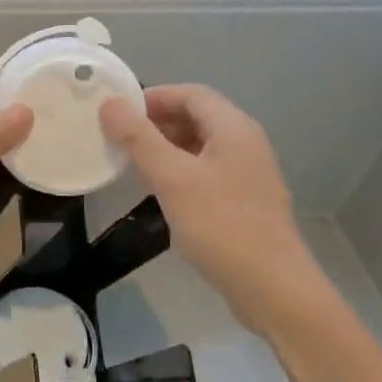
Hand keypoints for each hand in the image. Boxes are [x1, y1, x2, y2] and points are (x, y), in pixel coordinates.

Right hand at [100, 85, 318, 314]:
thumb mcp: (172, 178)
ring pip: (201, 147)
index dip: (154, 97)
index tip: (119, 113)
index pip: (191, 93)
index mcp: (233, 128)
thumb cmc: (220, 225)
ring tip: (134, 165)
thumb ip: (139, 138)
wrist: (272, 287)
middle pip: (197, 117)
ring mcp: (248, 174)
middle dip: (157, 123)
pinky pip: (207, 172)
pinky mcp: (245, 201)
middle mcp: (246, 143)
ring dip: (166, 149)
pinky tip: (161, 194)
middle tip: (121, 139)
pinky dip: (180, 172)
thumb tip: (110, 103)